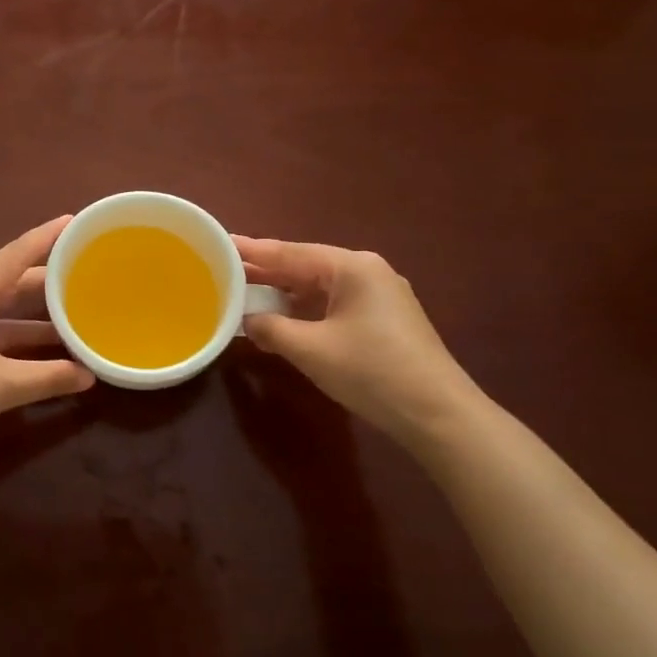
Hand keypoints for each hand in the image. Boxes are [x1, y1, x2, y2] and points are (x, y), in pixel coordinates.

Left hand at [0, 217, 93, 463]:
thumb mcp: (2, 385)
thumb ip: (49, 378)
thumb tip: (89, 375)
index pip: (17, 253)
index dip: (47, 237)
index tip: (75, 220)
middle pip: (10, 280)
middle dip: (46, 279)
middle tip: (83, 274)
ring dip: (32, 314)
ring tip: (70, 316)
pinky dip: (14, 335)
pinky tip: (36, 352)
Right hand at [235, 236, 480, 443]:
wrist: (437, 414)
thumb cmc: (372, 371)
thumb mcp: (311, 350)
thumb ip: (271, 329)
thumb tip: (248, 320)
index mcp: (351, 267)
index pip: (290, 253)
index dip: (251, 250)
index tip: (219, 242)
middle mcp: (366, 272)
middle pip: (305, 266)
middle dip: (265, 271)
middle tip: (222, 269)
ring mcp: (378, 296)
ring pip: (318, 286)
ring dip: (284, 293)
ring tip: (244, 291)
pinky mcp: (382, 320)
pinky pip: (332, 304)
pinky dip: (304, 309)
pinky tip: (281, 318)